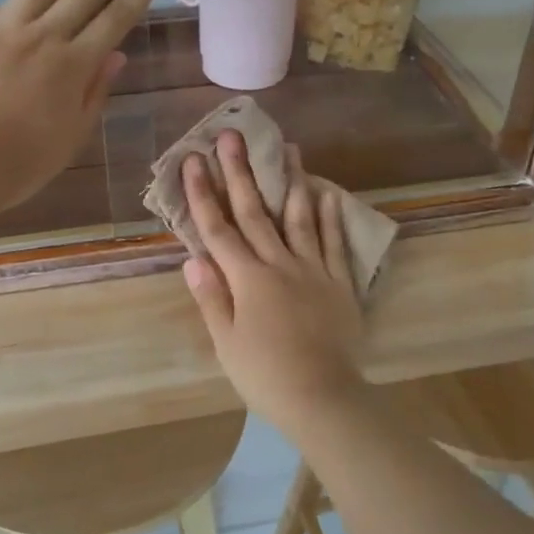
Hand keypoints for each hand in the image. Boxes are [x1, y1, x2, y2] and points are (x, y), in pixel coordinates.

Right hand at [181, 131, 367, 428]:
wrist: (322, 398)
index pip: (219, 229)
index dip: (204, 194)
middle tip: (232, 135)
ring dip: (291, 182)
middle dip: (241, 172)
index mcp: (247, 279)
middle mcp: (280, 264)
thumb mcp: (226, 343)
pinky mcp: (340, 283)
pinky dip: (330, 218)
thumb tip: (193, 259)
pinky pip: (334, 243)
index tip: (194, 160)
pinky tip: (327, 193)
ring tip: (289, 148)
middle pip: (256, 212)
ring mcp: (314, 270)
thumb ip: (211, 298)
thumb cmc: (265, 375)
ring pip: (300, 218)